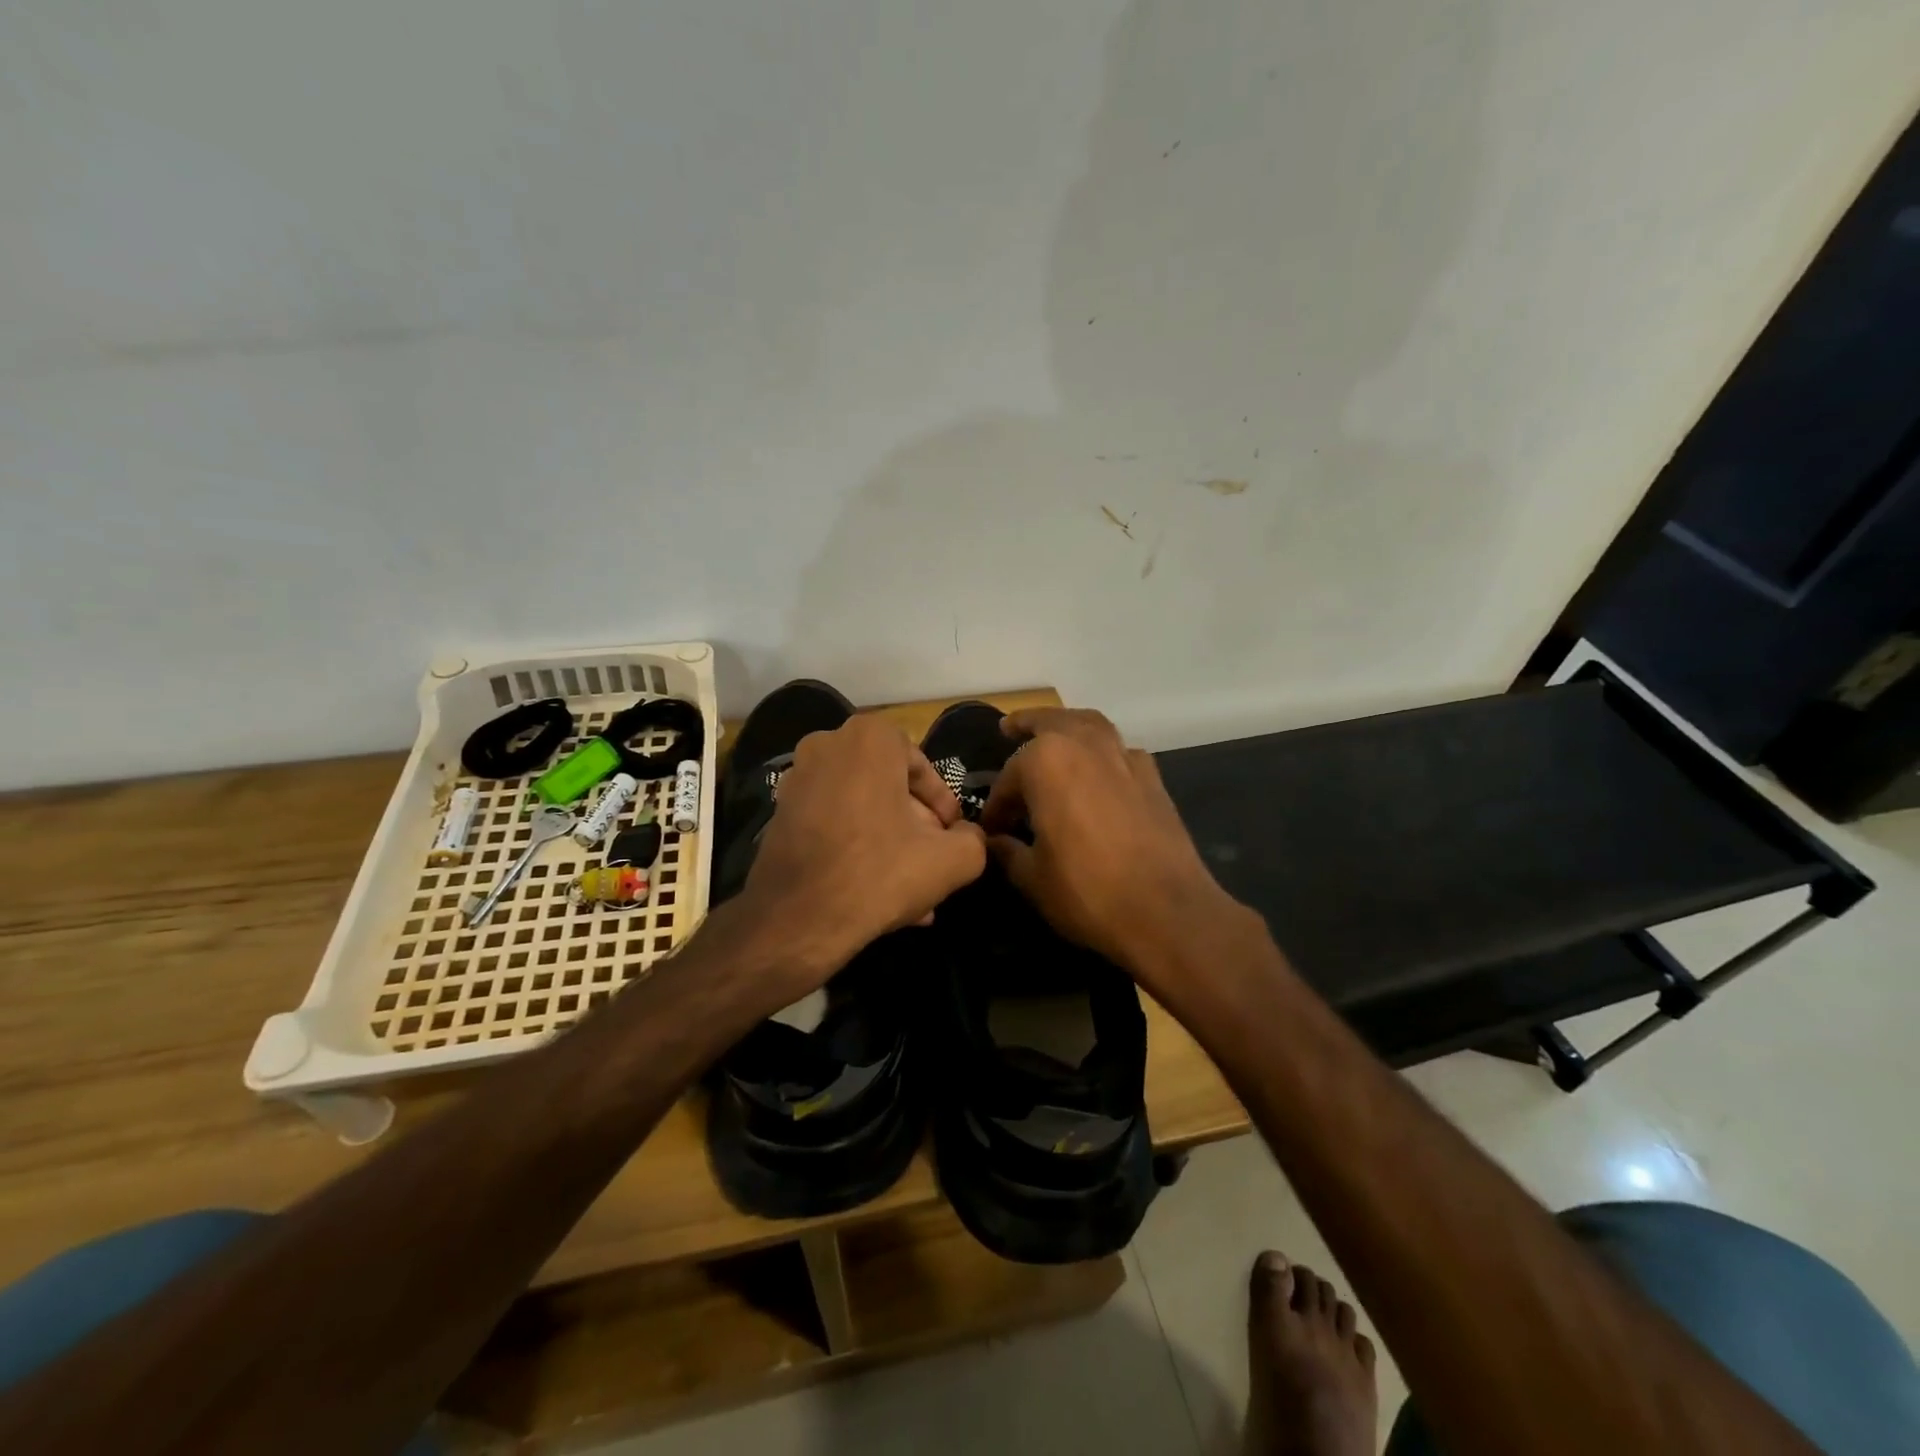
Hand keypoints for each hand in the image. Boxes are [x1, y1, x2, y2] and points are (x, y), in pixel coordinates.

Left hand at [740, 713, 986, 984]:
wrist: (797, 920)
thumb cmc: (879, 873)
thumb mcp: (952, 860)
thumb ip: (973, 839)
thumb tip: (967, 836)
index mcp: (868, 739)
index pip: (922, 766)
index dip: (943, 805)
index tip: (951, 837)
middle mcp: (827, 746)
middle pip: (889, 788)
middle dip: (915, 827)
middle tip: (932, 862)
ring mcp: (797, 780)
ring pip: (861, 809)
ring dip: (890, 843)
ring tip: (913, 890)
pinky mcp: (779, 814)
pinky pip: (833, 824)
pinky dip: (856, 848)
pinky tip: (877, 893)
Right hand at [981, 708, 1235, 985]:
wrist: (1167, 912)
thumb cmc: (1087, 891)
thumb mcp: (1032, 877)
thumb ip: (1007, 851)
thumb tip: (992, 841)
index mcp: (1046, 762)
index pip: (1008, 778)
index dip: (996, 805)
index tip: (989, 830)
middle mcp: (1085, 745)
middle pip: (1051, 723)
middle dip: (1027, 726)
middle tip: (1009, 728)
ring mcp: (1124, 758)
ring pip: (1090, 726)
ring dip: (1068, 726)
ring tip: (1054, 733)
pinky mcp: (1152, 778)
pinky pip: (1120, 751)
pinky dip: (1104, 751)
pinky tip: (1099, 771)